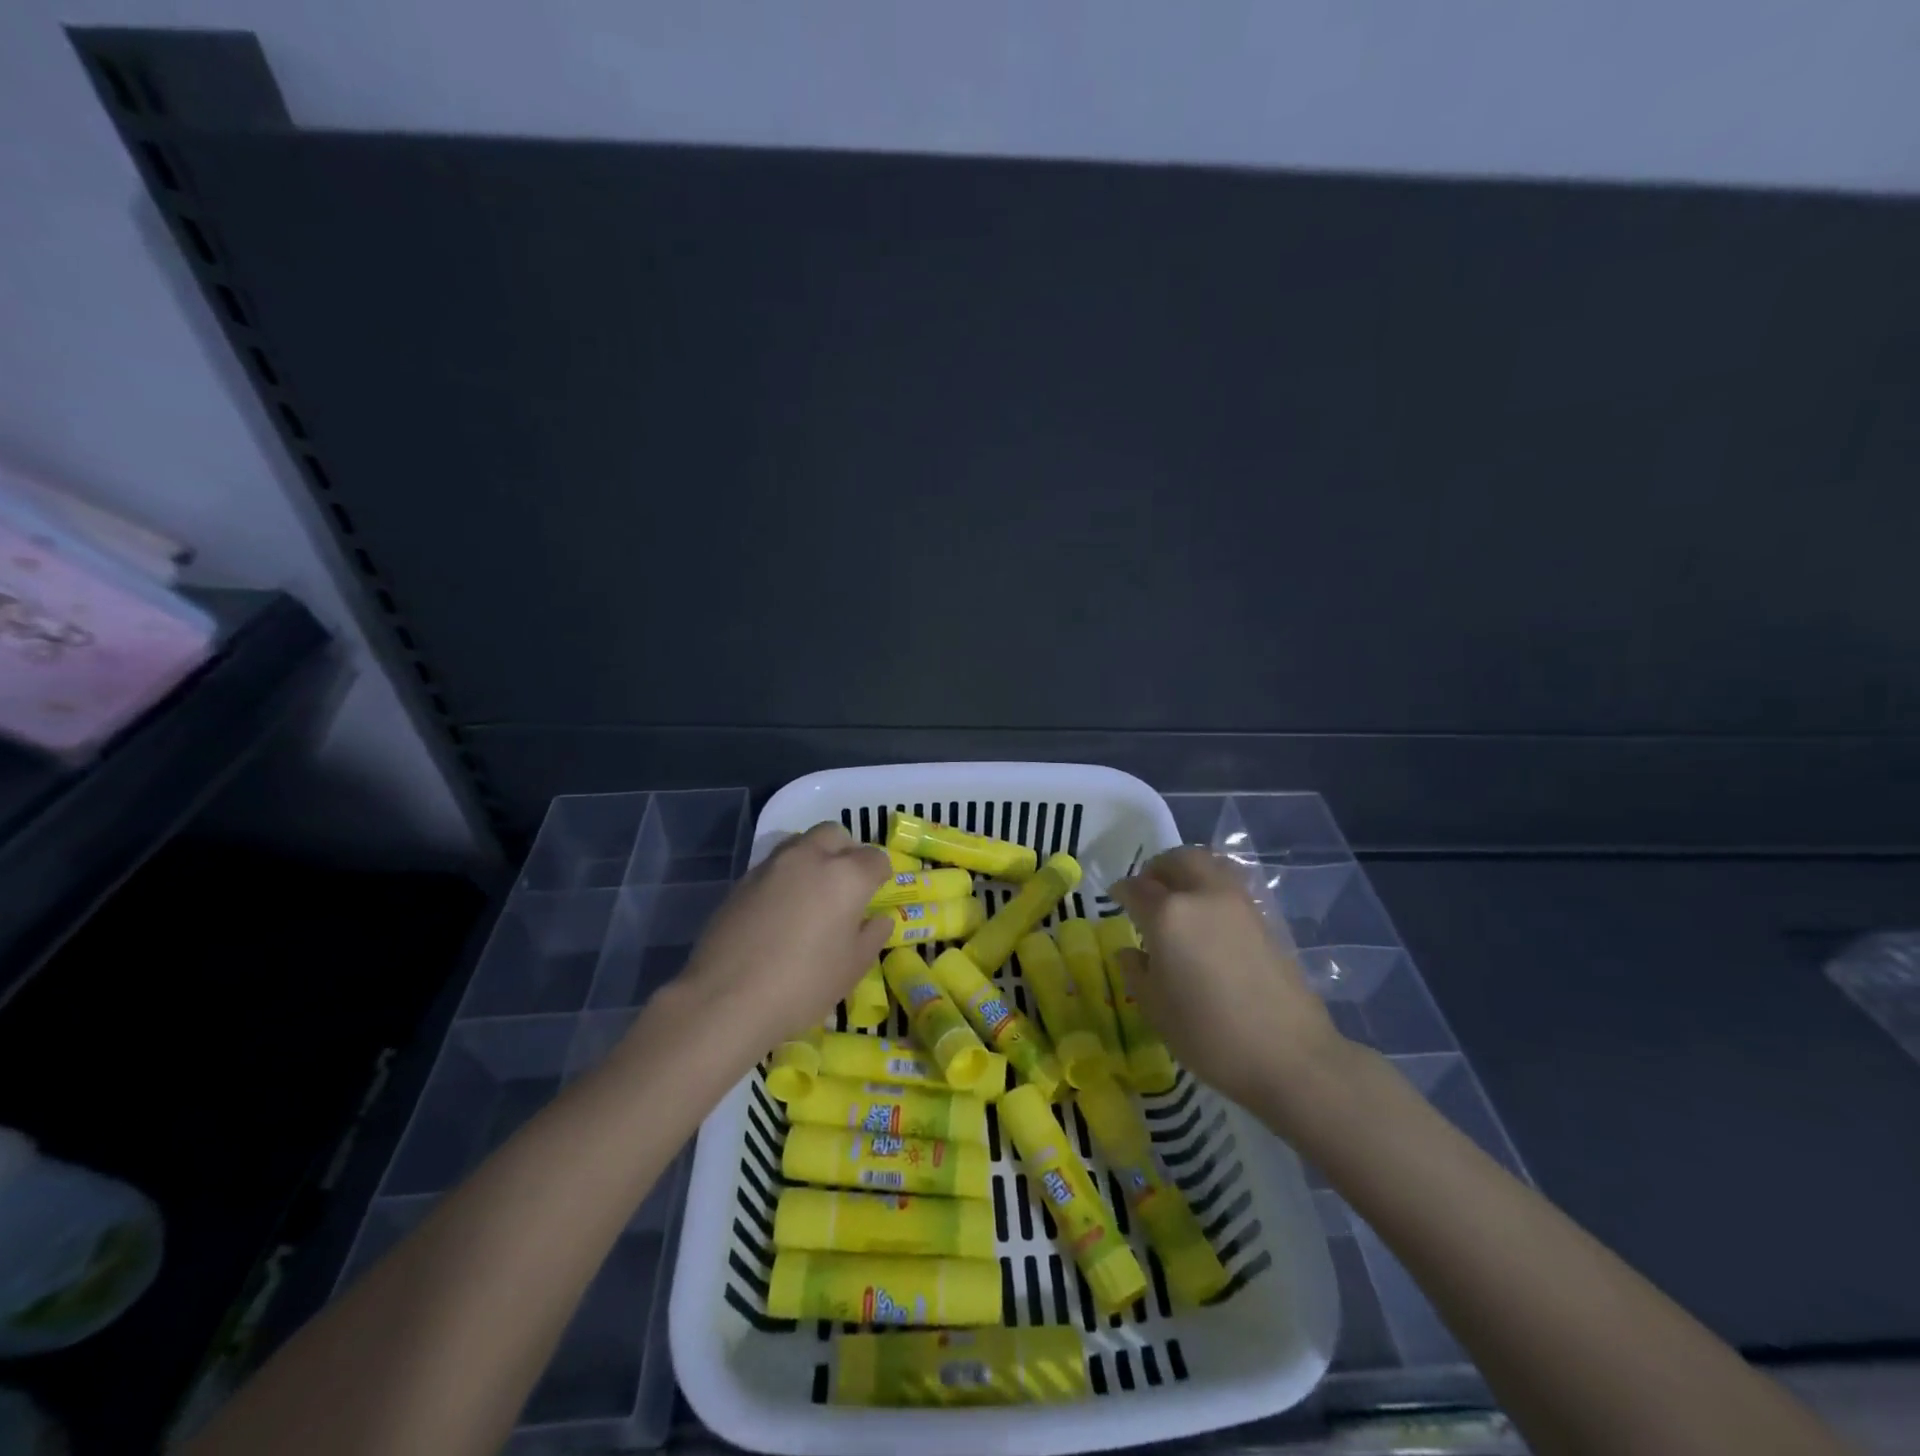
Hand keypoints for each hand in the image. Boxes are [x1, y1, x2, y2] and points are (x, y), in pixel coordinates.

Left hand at [671, 822, 892, 1062]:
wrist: (727, 999)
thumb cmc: (803, 985)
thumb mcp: (852, 968)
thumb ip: (872, 936)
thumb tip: (879, 919)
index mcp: (846, 876)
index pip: (875, 858)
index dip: (880, 874)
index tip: (876, 894)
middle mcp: (810, 858)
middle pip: (834, 834)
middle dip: (845, 851)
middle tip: (846, 884)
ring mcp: (772, 866)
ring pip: (800, 843)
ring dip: (813, 857)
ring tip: (812, 893)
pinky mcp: (742, 881)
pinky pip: (773, 866)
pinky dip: (785, 877)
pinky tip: (780, 910)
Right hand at [1112, 846, 1347, 1115]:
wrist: (1289, 1055)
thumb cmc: (1208, 1034)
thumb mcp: (1155, 1008)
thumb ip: (1136, 971)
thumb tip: (1130, 952)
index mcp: (1168, 914)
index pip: (1136, 888)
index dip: (1121, 891)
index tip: (1115, 898)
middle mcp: (1203, 896)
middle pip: (1178, 859)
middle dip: (1158, 868)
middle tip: (1148, 889)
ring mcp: (1239, 904)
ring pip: (1210, 865)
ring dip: (1189, 871)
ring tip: (1180, 898)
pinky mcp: (1265, 919)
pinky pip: (1230, 887)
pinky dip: (1213, 888)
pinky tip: (1207, 920)